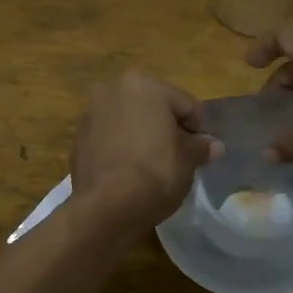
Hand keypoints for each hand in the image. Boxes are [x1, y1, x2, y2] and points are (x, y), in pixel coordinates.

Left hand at [71, 71, 221, 230]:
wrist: (106, 207)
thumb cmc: (155, 173)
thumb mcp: (188, 159)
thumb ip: (200, 147)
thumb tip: (213, 146)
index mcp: (143, 84)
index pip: (185, 104)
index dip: (199, 129)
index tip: (202, 153)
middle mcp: (112, 89)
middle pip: (154, 108)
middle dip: (167, 129)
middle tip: (179, 158)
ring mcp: (90, 114)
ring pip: (129, 122)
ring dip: (143, 137)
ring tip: (154, 166)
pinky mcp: (78, 140)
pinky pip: (111, 139)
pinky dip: (123, 149)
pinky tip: (131, 172)